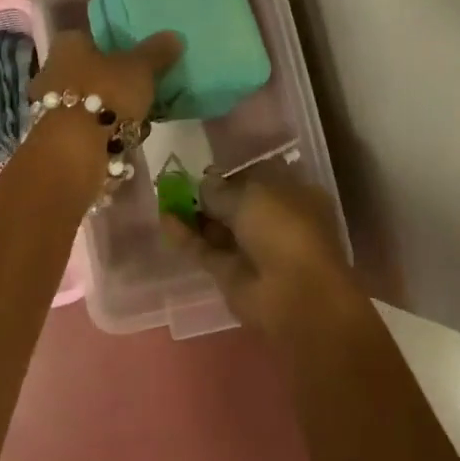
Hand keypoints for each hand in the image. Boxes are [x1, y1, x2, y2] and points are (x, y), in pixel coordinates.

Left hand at [30, 30, 181, 127]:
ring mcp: (51, 105)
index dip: (115, 46)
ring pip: (91, 102)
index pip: (91, 36)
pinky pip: (88, 127)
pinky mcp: (56, 135)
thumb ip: (157, 52)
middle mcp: (53, 70)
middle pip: (92, 71)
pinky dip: (106, 132)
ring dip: (114, 111)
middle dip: (117, 84)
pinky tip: (125, 141)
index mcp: (68, 45)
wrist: (73, 151)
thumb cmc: (105, 94)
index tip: (137, 58)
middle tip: (143, 93)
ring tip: (140, 122)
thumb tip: (174, 36)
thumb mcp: (140, 69)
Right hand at [164, 171, 353, 331]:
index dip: (232, 172)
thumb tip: (203, 183)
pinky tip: (164, 219)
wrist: (294, 294)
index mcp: (295, 196)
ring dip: (195, 214)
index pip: (260, 178)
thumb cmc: (284, 229)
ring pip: (219, 228)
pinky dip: (186, 236)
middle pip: (237, 204)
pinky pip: (206, 250)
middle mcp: (276, 222)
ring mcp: (253, 250)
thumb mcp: (251, 195)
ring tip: (165, 195)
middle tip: (177, 179)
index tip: (204, 166)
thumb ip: (221, 189)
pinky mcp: (232, 274)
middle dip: (210, 194)